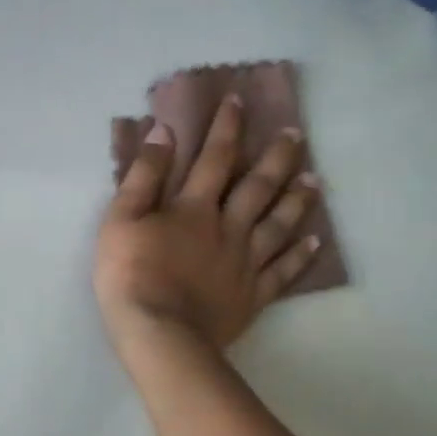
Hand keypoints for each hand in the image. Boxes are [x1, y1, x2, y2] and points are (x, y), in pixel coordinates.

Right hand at [94, 94, 322, 352]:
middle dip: (277, 157)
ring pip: (278, 224)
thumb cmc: (131, 273)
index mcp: (195, 207)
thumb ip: (144, 175)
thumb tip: (165, 133)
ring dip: (296, 200)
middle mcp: (228, 227)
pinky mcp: (253, 295)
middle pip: (258, 186)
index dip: (226, 128)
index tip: (238, 101)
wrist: (159, 333)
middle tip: (297, 134)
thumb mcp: (121, 218)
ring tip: (315, 180)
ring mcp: (245, 263)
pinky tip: (314, 241)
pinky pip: (283, 271)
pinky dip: (300, 255)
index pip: (215, 158)